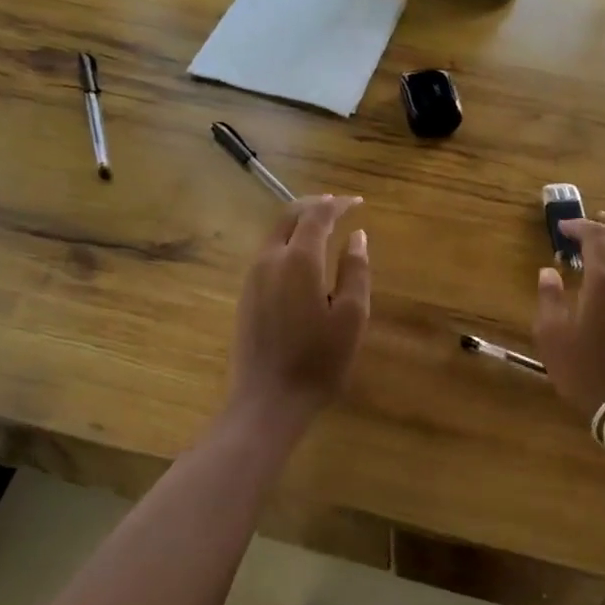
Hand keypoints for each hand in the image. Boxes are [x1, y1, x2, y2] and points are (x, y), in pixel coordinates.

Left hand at [227, 195, 370, 427]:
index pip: (317, 215)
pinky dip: (287, 242)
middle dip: (314, 206)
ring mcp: (253, 277)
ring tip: (324, 228)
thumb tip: (357, 236)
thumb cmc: (319, 360)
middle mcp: (270, 259)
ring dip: (298, 222)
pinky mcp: (246, 295)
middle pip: (288, 216)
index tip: (358, 203)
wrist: (268, 401)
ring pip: (274, 233)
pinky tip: (303, 258)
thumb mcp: (352, 316)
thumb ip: (355, 270)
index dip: (338, 205)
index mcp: (298, 260)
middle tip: (339, 207)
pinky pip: (267, 253)